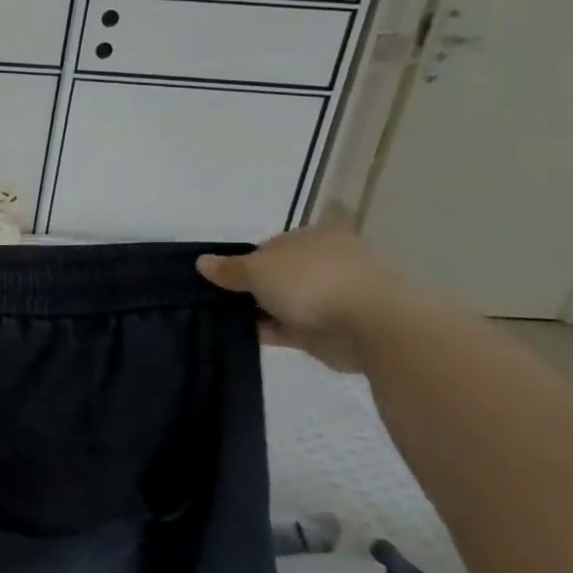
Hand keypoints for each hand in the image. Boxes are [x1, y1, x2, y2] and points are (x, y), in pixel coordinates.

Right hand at [195, 211, 412, 372]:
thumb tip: (202, 262)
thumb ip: (229, 269)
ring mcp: (333, 296)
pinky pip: (293, 327)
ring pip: (285, 301)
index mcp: (315, 236)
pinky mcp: (333, 328)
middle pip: (279, 274)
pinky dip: (271, 330)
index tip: (222, 278)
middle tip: (218, 299)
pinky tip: (243, 336)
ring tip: (223, 319)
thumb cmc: (312, 281)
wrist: (371, 327)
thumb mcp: (258, 269)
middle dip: (253, 287)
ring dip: (260, 310)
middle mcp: (326, 262)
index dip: (244, 260)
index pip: (271, 245)